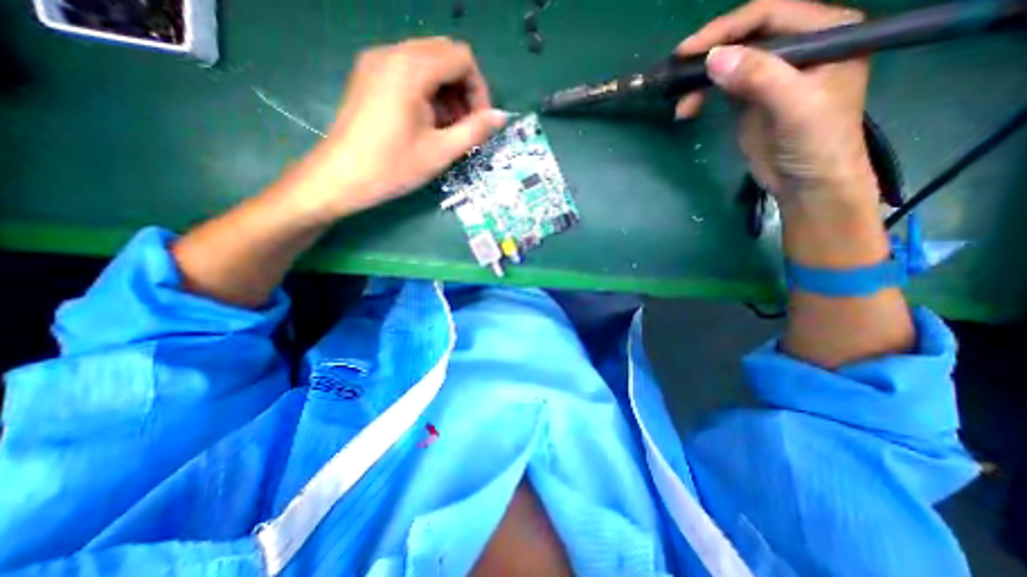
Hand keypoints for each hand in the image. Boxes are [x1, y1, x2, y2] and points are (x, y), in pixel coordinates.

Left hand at [293, 36, 504, 220]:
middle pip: (445, 55)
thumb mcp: (441, 152)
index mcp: (411, 69)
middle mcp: (392, 54)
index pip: (462, 58)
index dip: (479, 90)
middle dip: (464, 90)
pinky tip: (427, 122)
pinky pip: (410, 71)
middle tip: (465, 126)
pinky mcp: (370, 76)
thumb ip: (475, 131)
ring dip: (447, 92)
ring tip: (447, 129)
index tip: (480, 122)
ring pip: (428, 62)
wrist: (341, 177)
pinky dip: (428, 92)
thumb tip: (501, 117)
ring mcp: (377, 63)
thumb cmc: (393, 167)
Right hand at [681, 0, 878, 213]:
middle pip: (745, 37)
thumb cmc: (816, 143)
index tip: (688, 51)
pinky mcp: (750, 99)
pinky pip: (721, 87)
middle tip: (677, 76)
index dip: (726, 29)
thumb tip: (713, 58)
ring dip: (700, 81)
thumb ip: (759, 77)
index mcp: (824, 33)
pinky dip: (701, 95)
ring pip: (728, 63)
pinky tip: (689, 109)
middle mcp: (797, 47)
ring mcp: (771, 74)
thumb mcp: (794, 106)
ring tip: (682, 106)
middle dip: (708, 56)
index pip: (769, 15)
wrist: (806, 184)